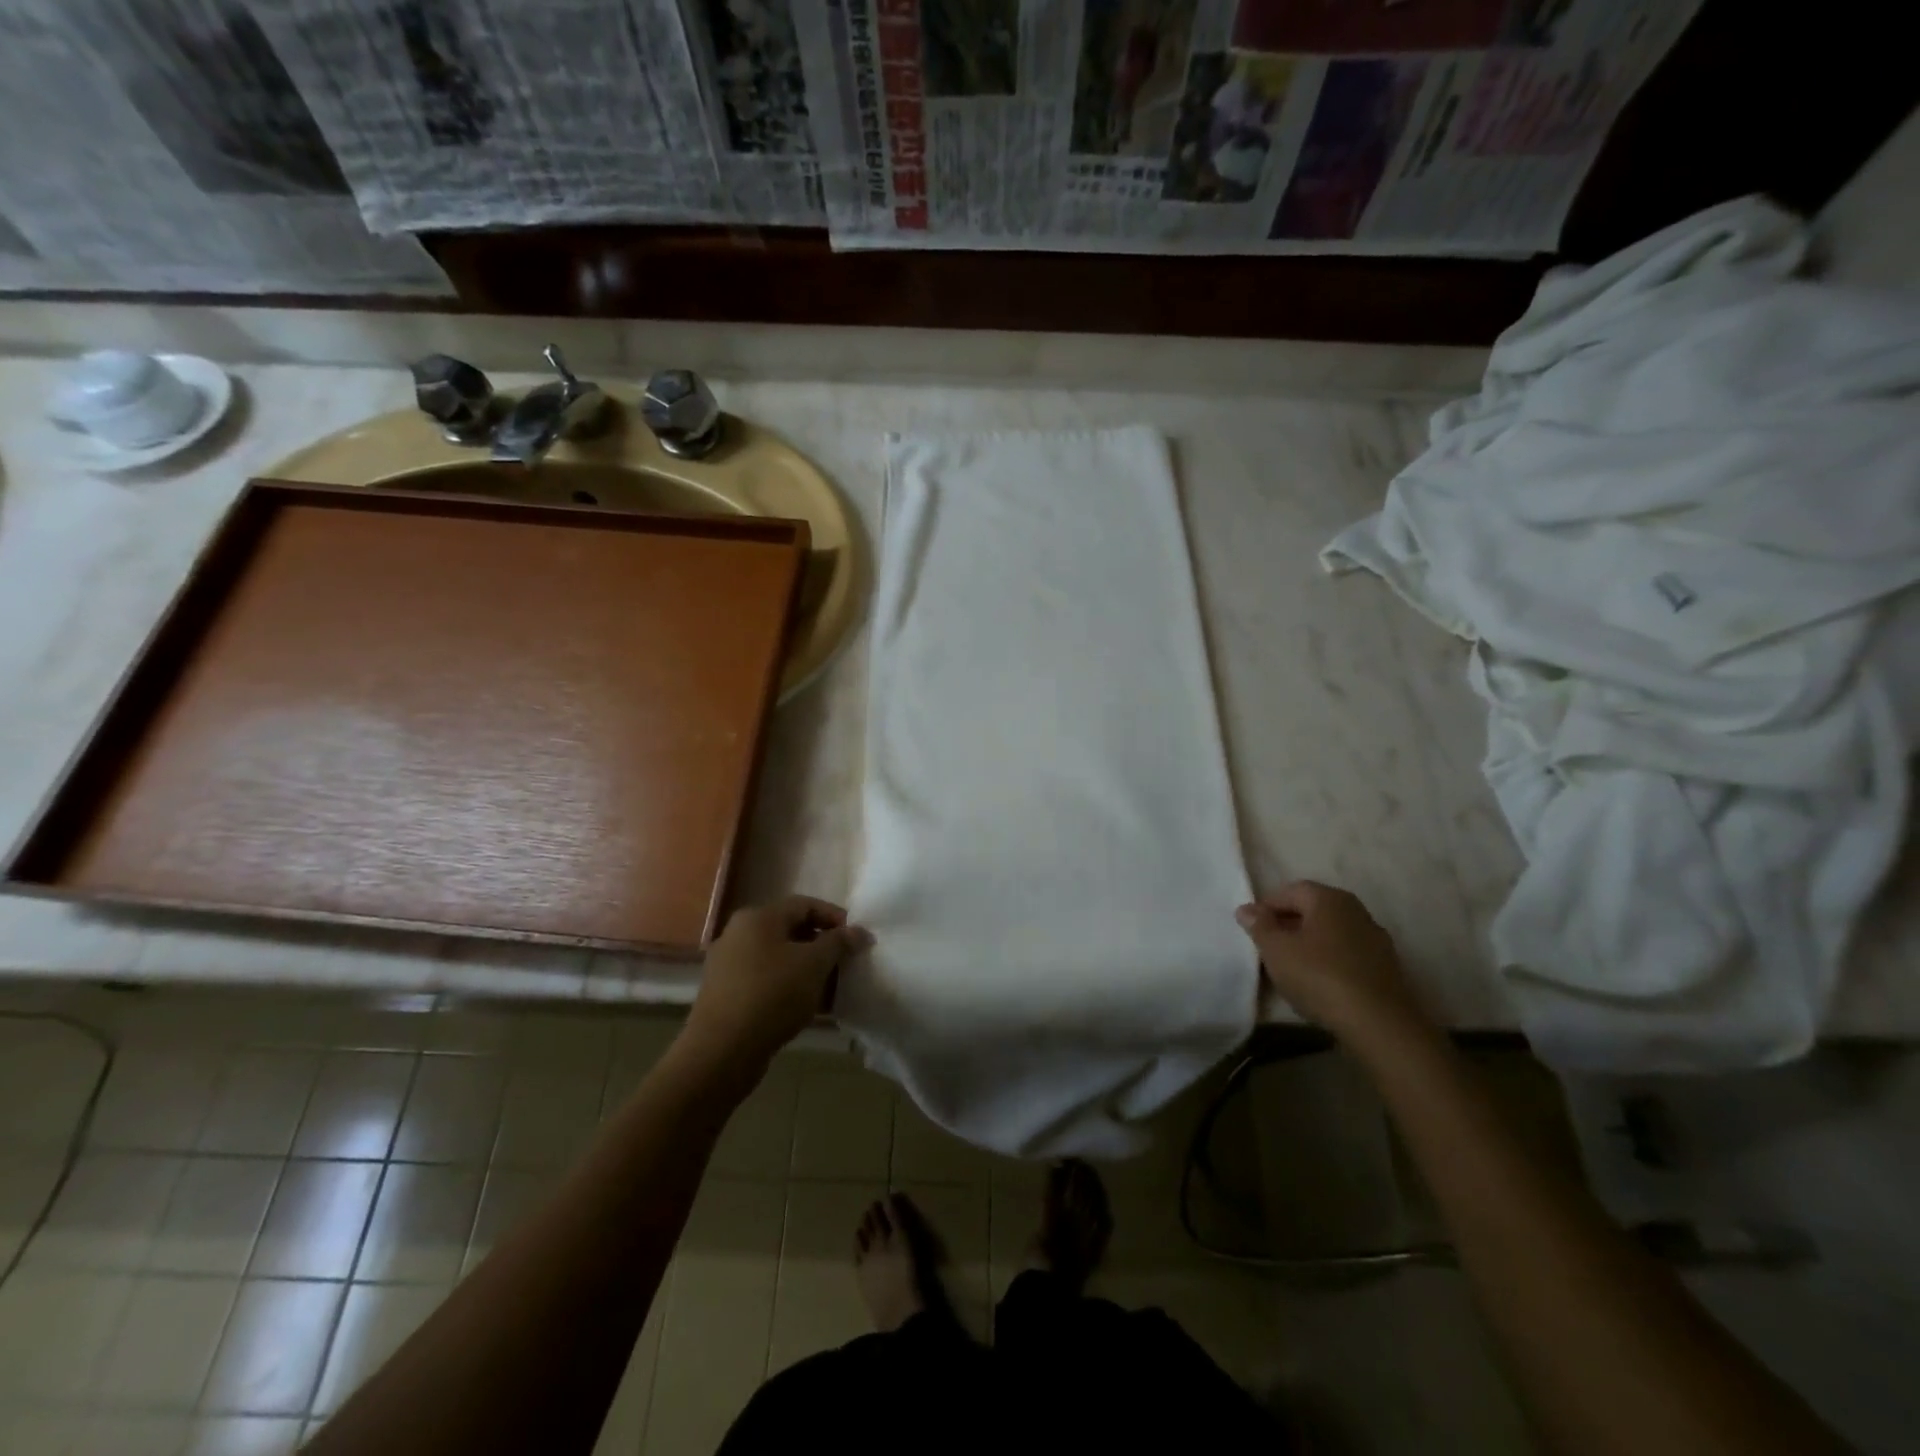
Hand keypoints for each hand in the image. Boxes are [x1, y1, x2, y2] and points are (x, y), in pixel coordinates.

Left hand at [685, 896, 872, 1072]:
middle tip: (846, 963)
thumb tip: (859, 931)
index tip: (857, 938)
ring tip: (832, 988)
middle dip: (822, 946)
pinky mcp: (727, 993)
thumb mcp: (814, 964)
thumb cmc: (772, 995)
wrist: (722, 1051)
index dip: (835, 918)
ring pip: (779, 958)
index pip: (805, 905)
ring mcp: (730, 965)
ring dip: (808, 969)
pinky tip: (808, 1006)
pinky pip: (766, 980)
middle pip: (791, 930)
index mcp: (758, 917)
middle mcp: (739, 933)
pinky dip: (790, 986)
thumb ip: (838, 943)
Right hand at [1235, 882, 1424, 1035]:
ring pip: (1331, 934)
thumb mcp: (1276, 950)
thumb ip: (1259, 925)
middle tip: (1267, 946)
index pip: (1291, 891)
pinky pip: (1347, 954)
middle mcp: (1356, 910)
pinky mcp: (1386, 968)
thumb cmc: (1319, 976)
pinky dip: (1329, 961)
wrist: (1378, 1023)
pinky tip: (1319, 982)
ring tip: (1291, 967)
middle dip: (1288, 924)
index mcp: (1329, 898)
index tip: (1251, 927)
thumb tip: (1247, 909)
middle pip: (1313, 910)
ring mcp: (1376, 939)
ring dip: (1310, 944)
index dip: (1267, 906)